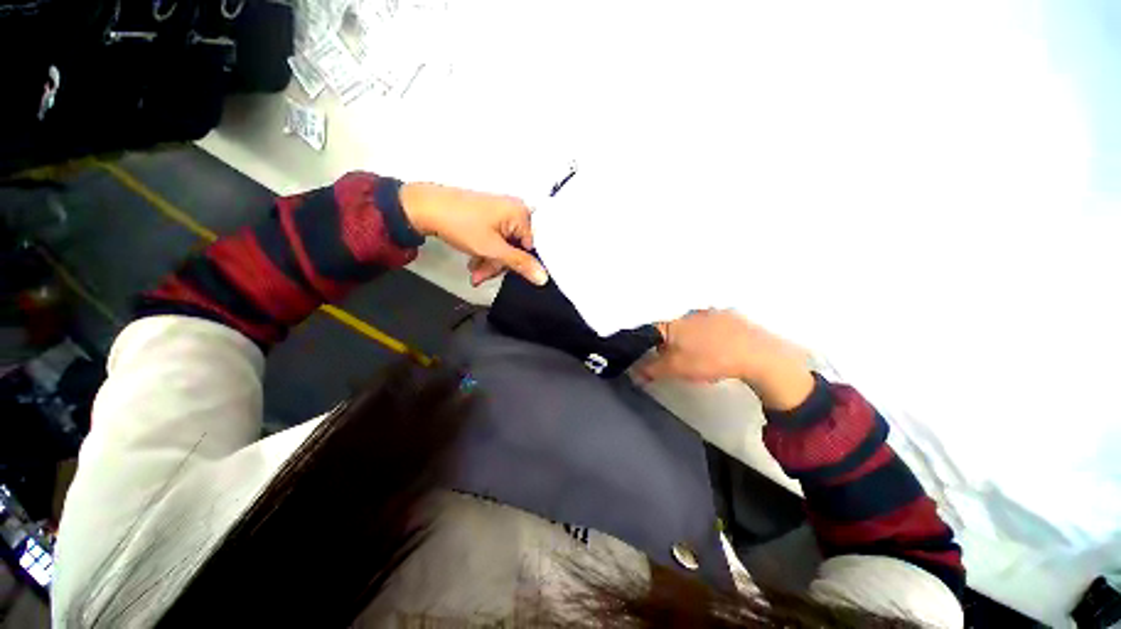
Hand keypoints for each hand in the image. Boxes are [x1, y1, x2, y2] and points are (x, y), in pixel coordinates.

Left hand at [400, 183, 548, 286]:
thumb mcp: (493, 249)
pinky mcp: (488, 216)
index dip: (520, 265)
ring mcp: (500, 212)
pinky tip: (474, 261)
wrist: (424, 207)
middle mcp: (513, 210)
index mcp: (520, 213)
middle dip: (499, 265)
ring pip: (504, 245)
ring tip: (475, 273)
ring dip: (490, 262)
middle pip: (516, 247)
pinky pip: (495, 238)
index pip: (531, 247)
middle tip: (482, 277)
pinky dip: (485, 252)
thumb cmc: (461, 225)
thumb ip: (520, 264)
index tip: (506, 277)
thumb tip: (543, 277)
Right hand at [635, 309, 814, 410]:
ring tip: (695, 354)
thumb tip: (632, 372)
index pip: (647, 329)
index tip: (648, 357)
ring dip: (685, 336)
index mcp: (670, 321)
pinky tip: (713, 346)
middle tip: (673, 358)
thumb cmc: (709, 359)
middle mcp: (686, 311)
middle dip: (664, 341)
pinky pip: (705, 322)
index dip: (644, 344)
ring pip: (686, 323)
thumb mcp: (675, 368)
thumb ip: (650, 369)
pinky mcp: (726, 314)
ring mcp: (707, 310)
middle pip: (666, 325)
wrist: (756, 354)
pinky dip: (703, 332)